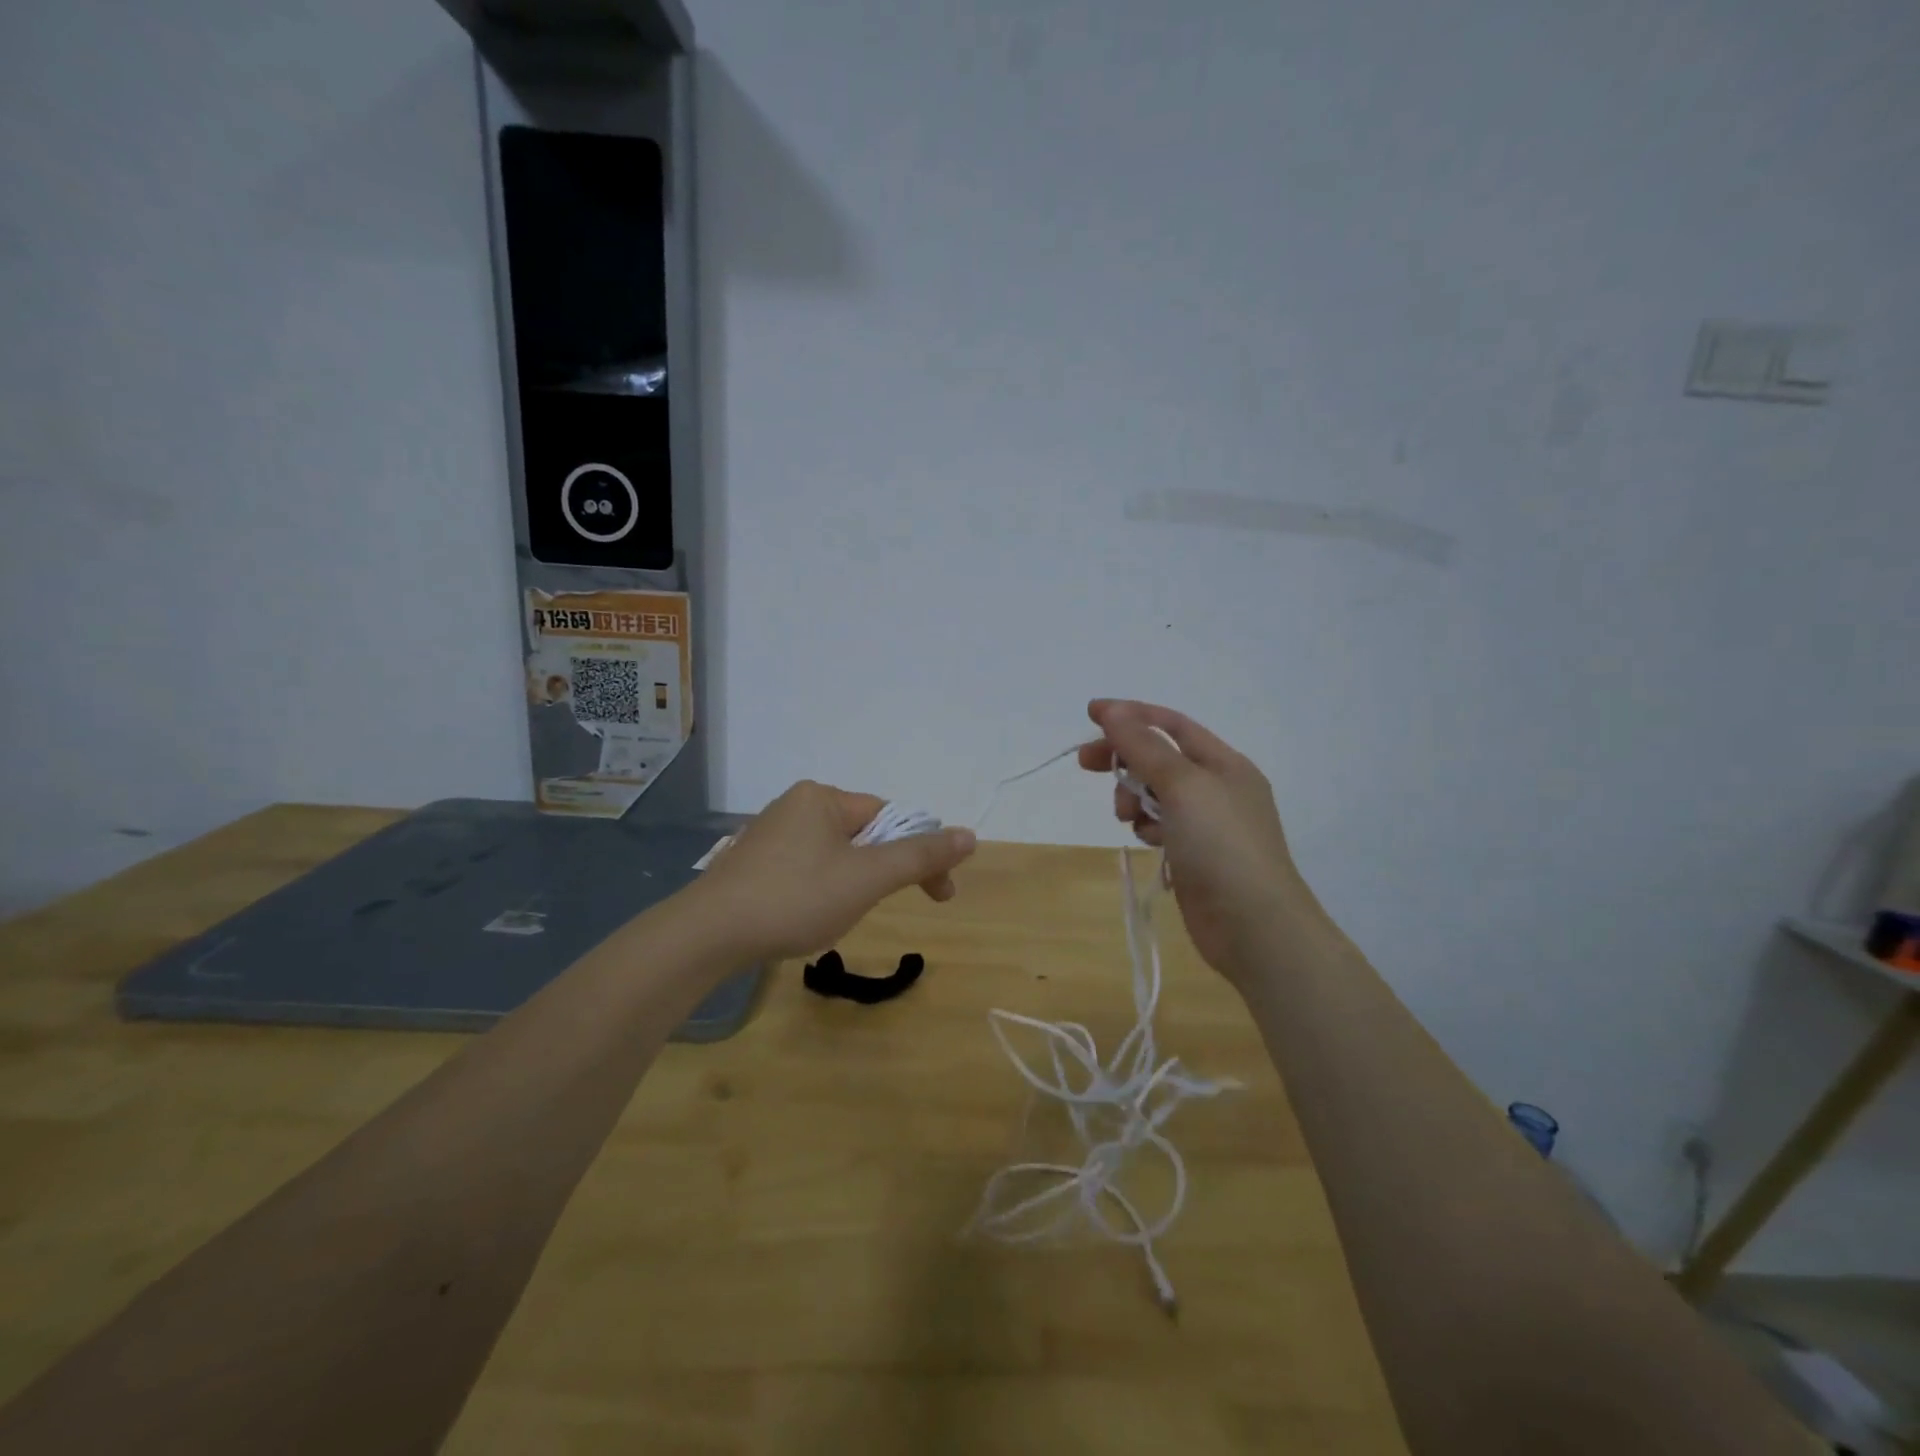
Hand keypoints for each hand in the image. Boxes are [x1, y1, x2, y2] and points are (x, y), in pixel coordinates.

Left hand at [690, 781, 976, 962]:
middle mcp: (795, 805)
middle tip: (886, 908)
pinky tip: (808, 917)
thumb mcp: (867, 878)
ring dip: (853, 884)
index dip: (920, 855)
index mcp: (822, 797)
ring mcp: (770, 835)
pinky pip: (806, 869)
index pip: (890, 818)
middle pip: (863, 835)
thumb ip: (919, 856)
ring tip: (838, 917)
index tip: (939, 895)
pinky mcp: (752, 864)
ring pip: (835, 855)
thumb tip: (969, 835)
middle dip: (883, 872)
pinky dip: (821, 891)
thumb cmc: (794, 899)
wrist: (706, 936)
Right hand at [1077, 699, 1313, 981]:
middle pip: (1159, 758)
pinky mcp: (1196, 855)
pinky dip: (1148, 826)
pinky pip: (1162, 826)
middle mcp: (1218, 788)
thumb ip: (1144, 746)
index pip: (1171, 725)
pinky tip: (1148, 841)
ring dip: (1134, 797)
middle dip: (1124, 758)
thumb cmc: (1221, 845)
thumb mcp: (1182, 785)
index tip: (1090, 714)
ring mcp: (1209, 825)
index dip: (1130, 715)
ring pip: (1156, 794)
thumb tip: (1113, 711)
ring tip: (1126, 816)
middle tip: (1086, 764)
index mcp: (1224, 763)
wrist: (1254, 926)